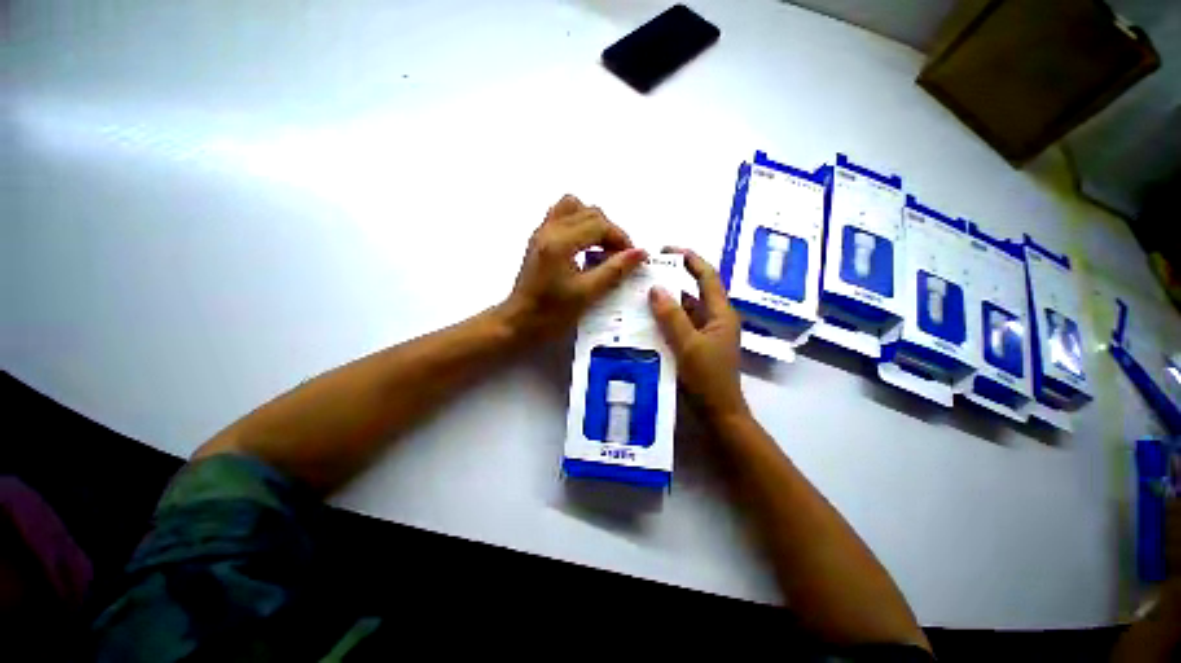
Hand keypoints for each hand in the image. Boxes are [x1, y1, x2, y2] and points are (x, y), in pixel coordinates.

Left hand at [501, 195, 645, 342]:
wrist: (519, 321)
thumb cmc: (552, 313)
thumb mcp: (587, 294)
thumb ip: (614, 270)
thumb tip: (640, 253)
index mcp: (560, 242)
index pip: (599, 225)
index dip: (621, 238)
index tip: (633, 256)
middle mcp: (550, 229)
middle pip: (589, 212)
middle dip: (610, 230)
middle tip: (619, 255)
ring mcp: (542, 231)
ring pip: (574, 207)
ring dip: (593, 222)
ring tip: (601, 246)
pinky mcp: (539, 238)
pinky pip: (562, 215)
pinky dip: (578, 223)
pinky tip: (584, 246)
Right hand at [648, 248, 748, 422]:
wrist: (718, 414)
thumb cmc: (707, 379)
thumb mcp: (688, 345)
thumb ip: (672, 316)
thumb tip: (655, 288)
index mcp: (721, 314)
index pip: (707, 277)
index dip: (690, 259)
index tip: (667, 249)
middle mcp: (714, 320)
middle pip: (693, 292)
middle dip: (671, 281)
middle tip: (645, 274)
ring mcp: (704, 334)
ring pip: (684, 311)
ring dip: (665, 303)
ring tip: (638, 295)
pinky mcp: (694, 347)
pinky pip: (678, 326)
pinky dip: (664, 321)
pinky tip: (644, 321)